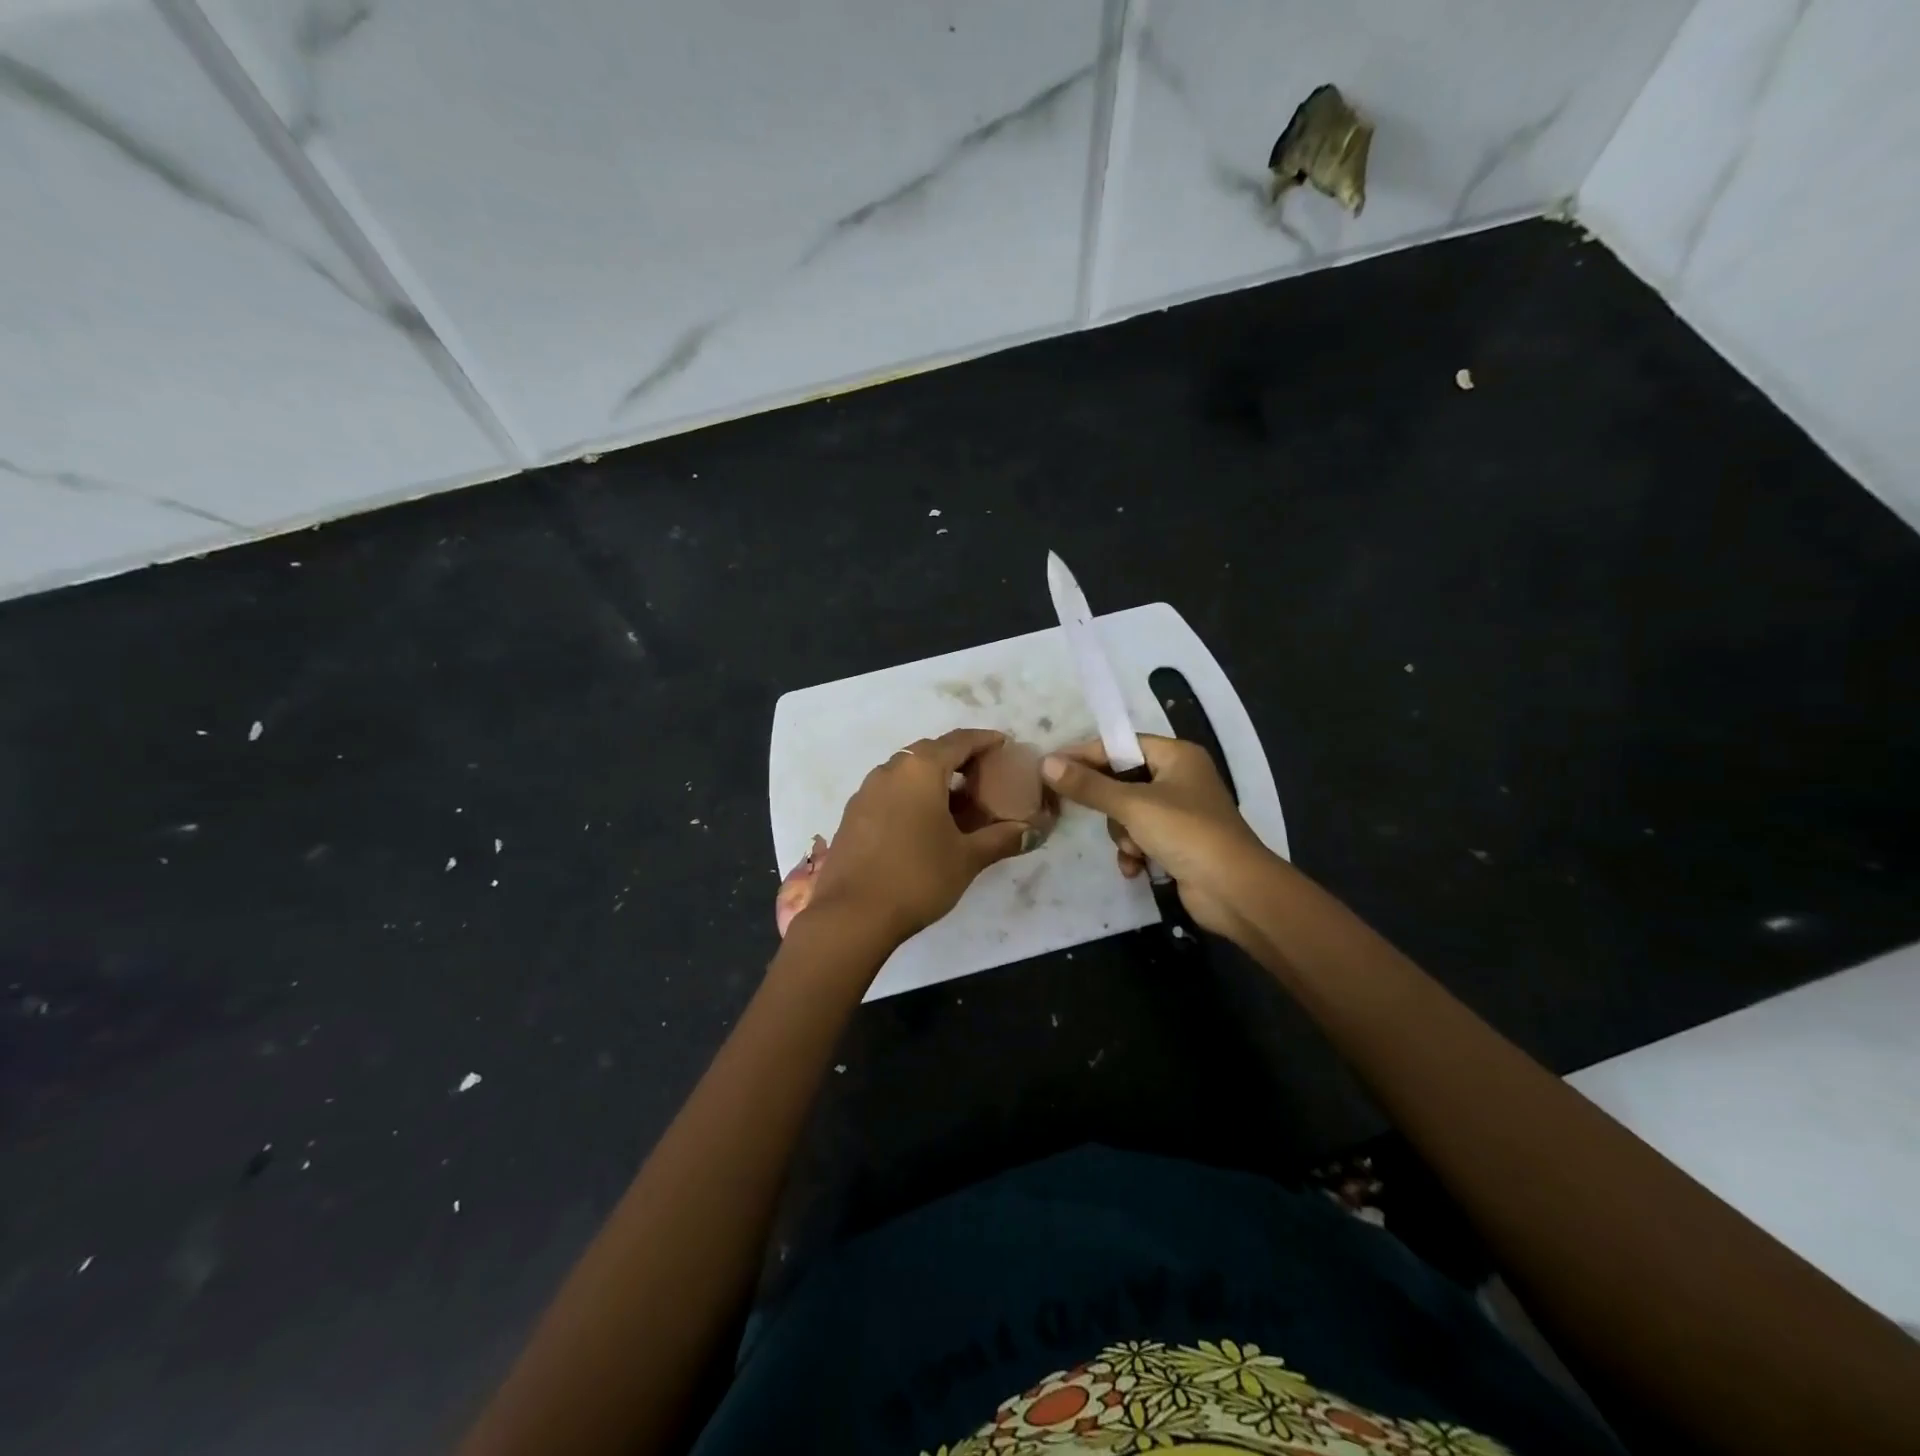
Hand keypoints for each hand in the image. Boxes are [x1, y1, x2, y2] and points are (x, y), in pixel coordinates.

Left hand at [806, 729, 1031, 947]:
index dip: (984, 740)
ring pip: (906, 771)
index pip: (959, 741)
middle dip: (958, 758)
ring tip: (956, 800)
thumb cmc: (917, 877)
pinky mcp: (852, 814)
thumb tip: (1032, 832)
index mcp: (921, 769)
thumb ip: (1002, 839)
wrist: (851, 915)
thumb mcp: (967, 858)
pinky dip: (911, 794)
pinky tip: (923, 821)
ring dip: (932, 777)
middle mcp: (890, 770)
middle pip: (930, 751)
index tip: (1004, 744)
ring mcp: (866, 791)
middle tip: (983, 775)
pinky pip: (889, 791)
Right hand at [1042, 735, 1279, 941]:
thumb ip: (1089, 785)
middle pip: (1122, 780)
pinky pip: (1141, 838)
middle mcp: (1179, 778)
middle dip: (1110, 806)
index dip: (1086, 755)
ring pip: (1128, 813)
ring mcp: (1180, 813)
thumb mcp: (1132, 805)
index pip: (1121, 745)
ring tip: (1131, 849)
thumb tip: (1046, 764)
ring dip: (1123, 834)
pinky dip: (1135, 852)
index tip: (1052, 767)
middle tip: (1086, 812)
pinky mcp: (1178, 843)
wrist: (1234, 891)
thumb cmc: (1186, 833)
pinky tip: (1136, 867)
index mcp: (1176, 756)